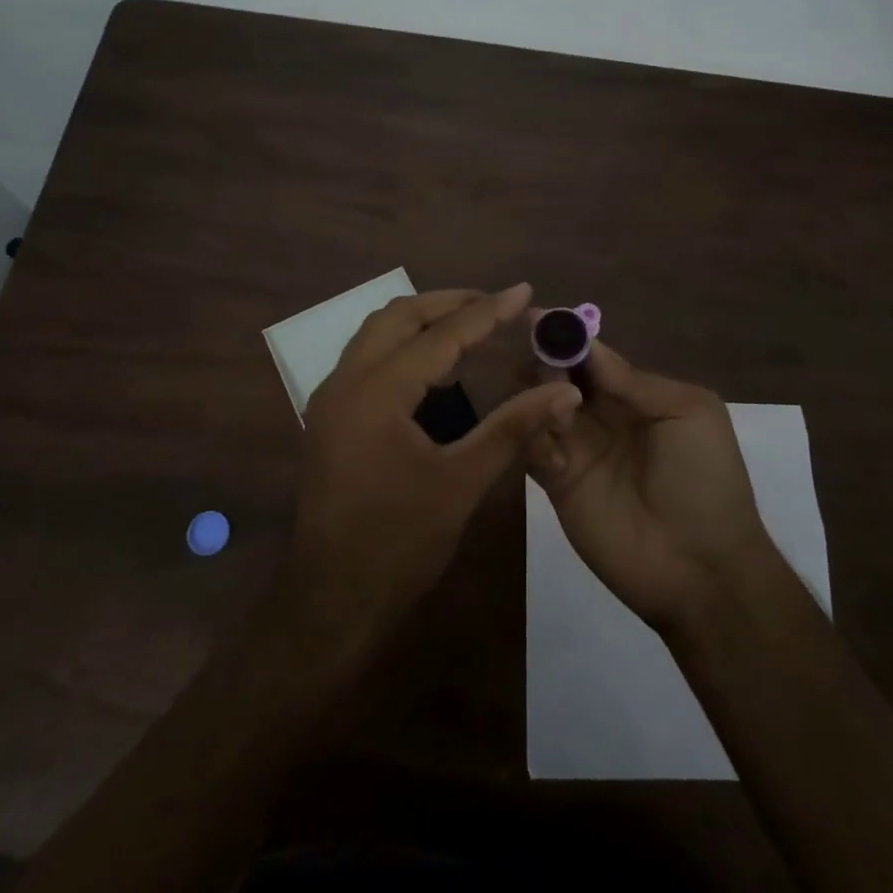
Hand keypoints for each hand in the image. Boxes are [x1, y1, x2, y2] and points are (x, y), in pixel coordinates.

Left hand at [287, 284, 583, 650]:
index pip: (440, 335)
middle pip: (398, 316)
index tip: (524, 290)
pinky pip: (367, 358)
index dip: (486, 312)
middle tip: (495, 304)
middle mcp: (345, 382)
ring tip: (470, 325)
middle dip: (448, 303)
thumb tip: (563, 390)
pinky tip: (434, 368)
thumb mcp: (461, 483)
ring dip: (422, 320)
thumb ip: (512, 428)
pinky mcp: (329, 418)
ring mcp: (331, 399)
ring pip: (376, 334)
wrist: (329, 602)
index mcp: (376, 392)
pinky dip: (403, 347)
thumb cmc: (397, 544)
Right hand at [524, 334, 773, 634]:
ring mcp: (576, 448)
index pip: (590, 355)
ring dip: (533, 393)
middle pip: (557, 375)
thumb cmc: (705, 479)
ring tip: (548, 399)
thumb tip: (586, 344)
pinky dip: (527, 431)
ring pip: (536, 405)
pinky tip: (545, 433)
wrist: (702, 567)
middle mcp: (599, 415)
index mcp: (633, 394)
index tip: (538, 318)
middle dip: (545, 361)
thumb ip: (635, 380)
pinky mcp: (556, 482)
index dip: (567, 336)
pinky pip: (530, 446)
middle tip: (540, 363)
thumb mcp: (689, 412)